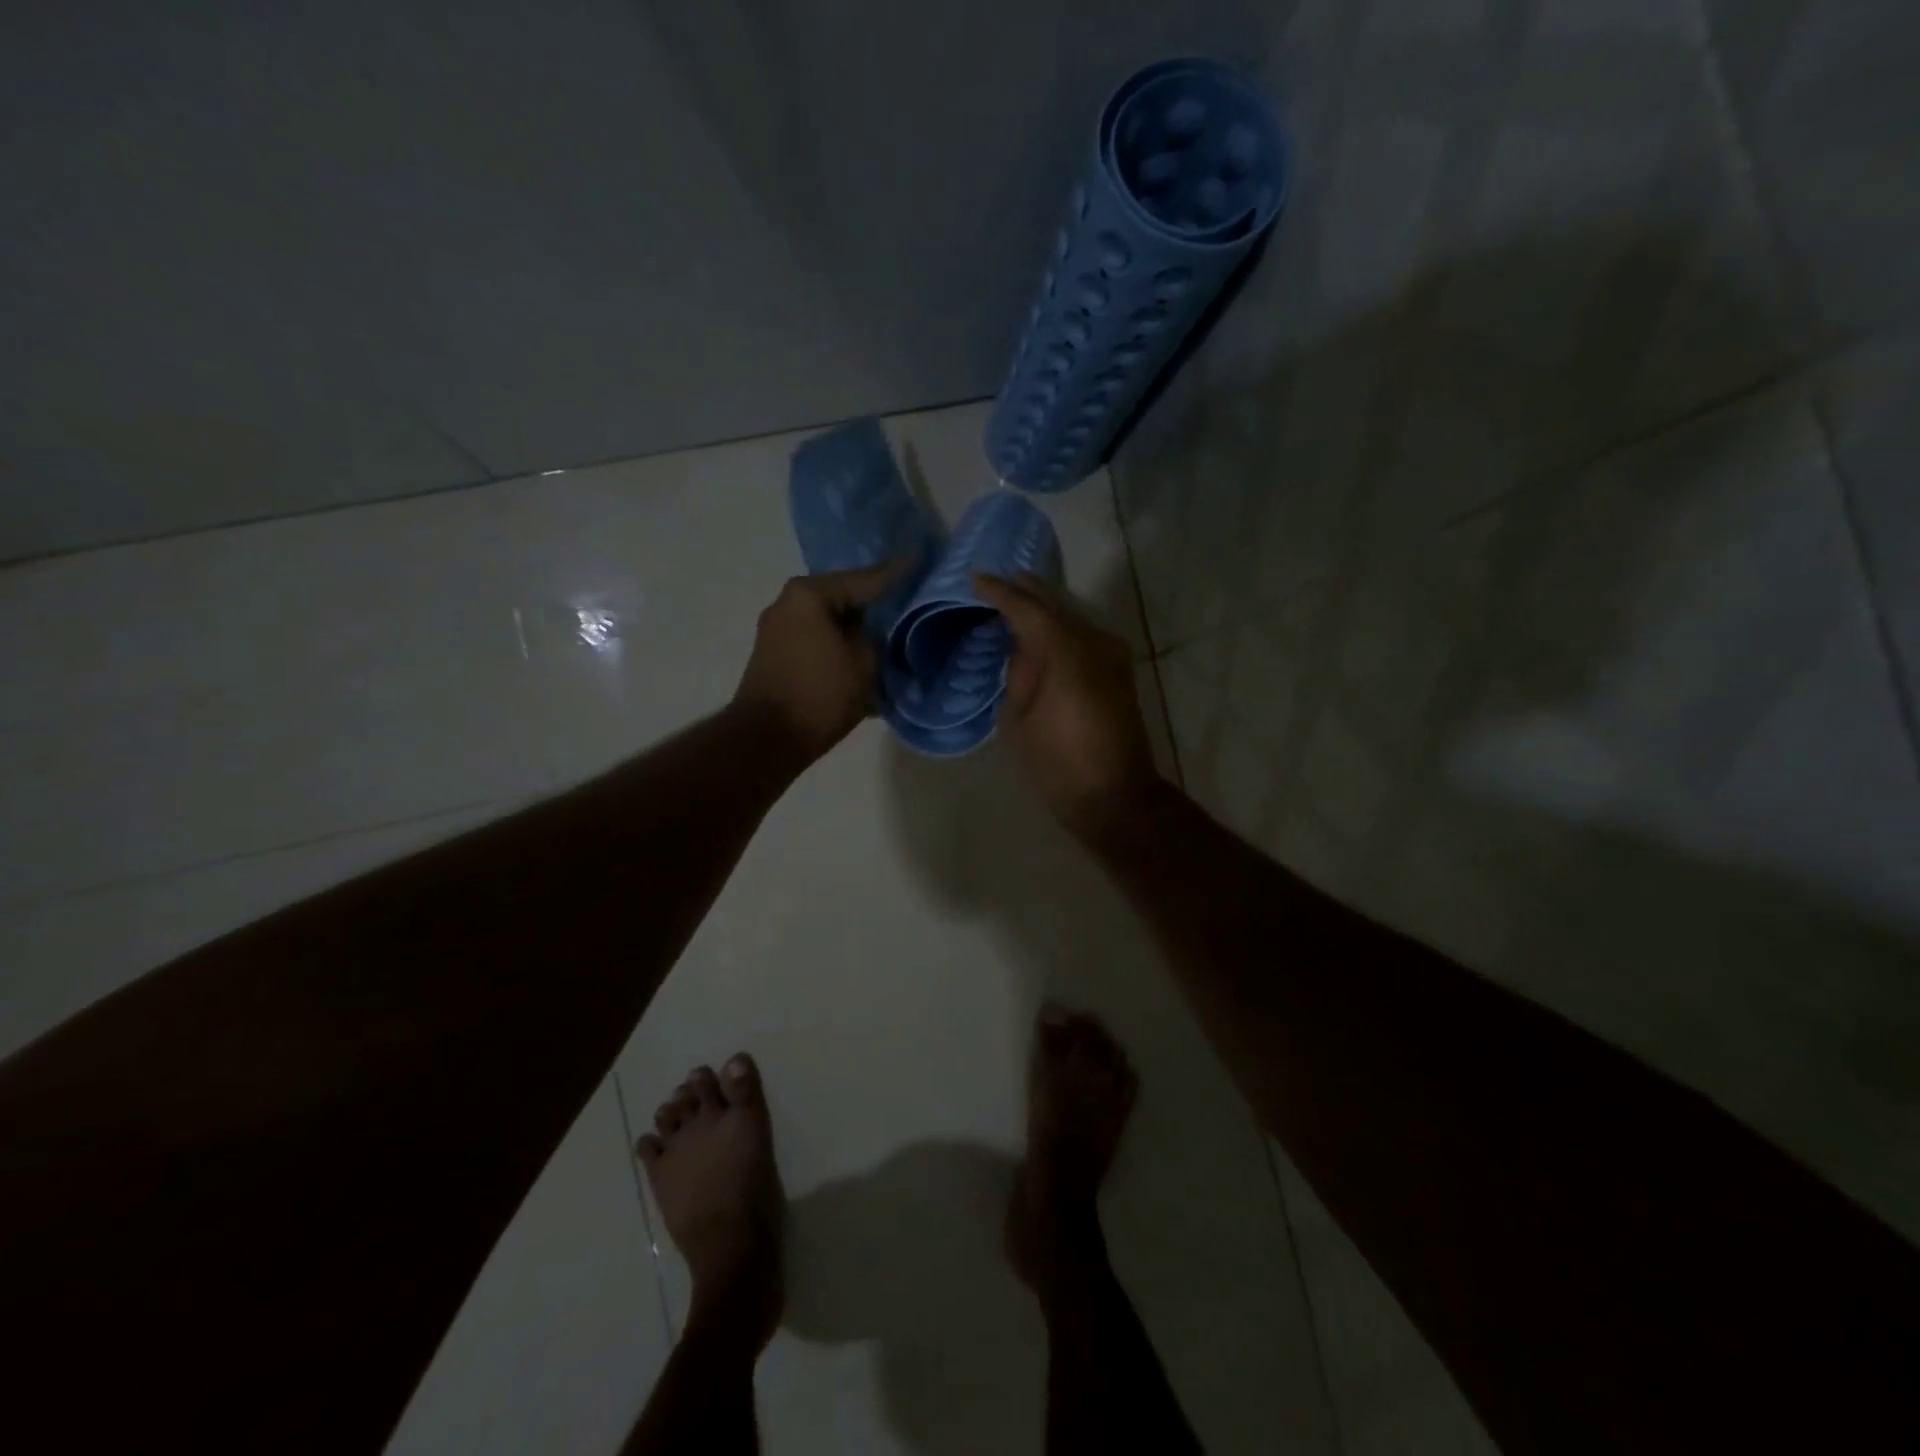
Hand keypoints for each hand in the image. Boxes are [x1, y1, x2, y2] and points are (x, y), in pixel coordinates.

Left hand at [734, 562, 903, 763]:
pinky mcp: (774, 654)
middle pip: (841, 598)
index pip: (863, 580)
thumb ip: (873, 636)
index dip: (894, 574)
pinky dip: (837, 647)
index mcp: (809, 594)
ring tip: (885, 637)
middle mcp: (787, 603)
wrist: (767, 738)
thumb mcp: (864, 662)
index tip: (916, 559)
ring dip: (853, 631)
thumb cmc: (821, 695)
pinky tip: (859, 658)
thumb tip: (869, 631)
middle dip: (870, 605)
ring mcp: (776, 629)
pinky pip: (815, 640)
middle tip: (903, 602)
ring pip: (827, 622)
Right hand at [973, 572, 1162, 831]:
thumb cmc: (1058, 763)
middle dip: (1024, 591)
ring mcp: (1111, 653)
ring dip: (1042, 608)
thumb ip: (1018, 674)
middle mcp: (1094, 641)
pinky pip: (1081, 635)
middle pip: (1054, 604)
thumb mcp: (1018, 719)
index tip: (975, 578)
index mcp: (1065, 652)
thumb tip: (1022, 648)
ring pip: (1070, 616)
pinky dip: (1058, 628)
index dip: (1000, 591)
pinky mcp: (1117, 669)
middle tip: (993, 581)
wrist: (1115, 796)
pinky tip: (1038, 630)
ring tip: (1012, 600)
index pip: (1027, 608)